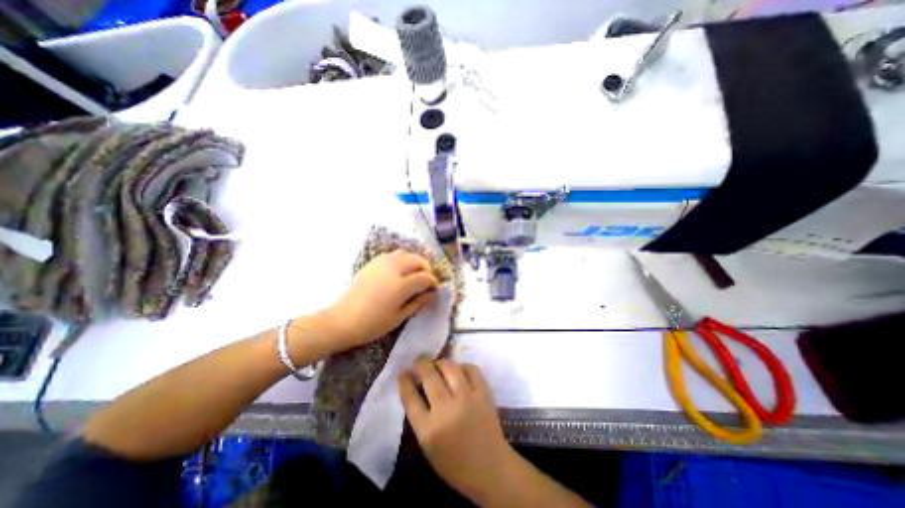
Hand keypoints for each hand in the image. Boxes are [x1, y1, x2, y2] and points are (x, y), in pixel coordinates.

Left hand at [318, 251, 437, 351]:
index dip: (433, 282)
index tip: (434, 289)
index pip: (425, 276)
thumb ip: (418, 302)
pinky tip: (399, 271)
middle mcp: (393, 269)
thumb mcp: (399, 317)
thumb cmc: (372, 324)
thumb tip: (431, 292)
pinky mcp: (372, 262)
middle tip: (426, 281)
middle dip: (426, 269)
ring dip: (414, 262)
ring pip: (406, 253)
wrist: (341, 320)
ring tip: (413, 274)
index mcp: (401, 285)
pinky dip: (401, 259)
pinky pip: (393, 254)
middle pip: (418, 260)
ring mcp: (381, 263)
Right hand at [397, 360, 514, 501]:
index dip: (404, 380)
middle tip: (420, 360)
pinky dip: (463, 366)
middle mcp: (446, 410)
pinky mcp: (483, 393)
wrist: (491, 469)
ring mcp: (467, 399)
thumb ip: (420, 417)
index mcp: (428, 430)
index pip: (410, 397)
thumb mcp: (428, 446)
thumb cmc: (455, 463)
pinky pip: (471, 368)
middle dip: (421, 363)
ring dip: (441, 362)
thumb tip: (415, 386)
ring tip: (439, 365)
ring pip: (450, 367)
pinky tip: (460, 370)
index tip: (403, 371)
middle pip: (429, 376)